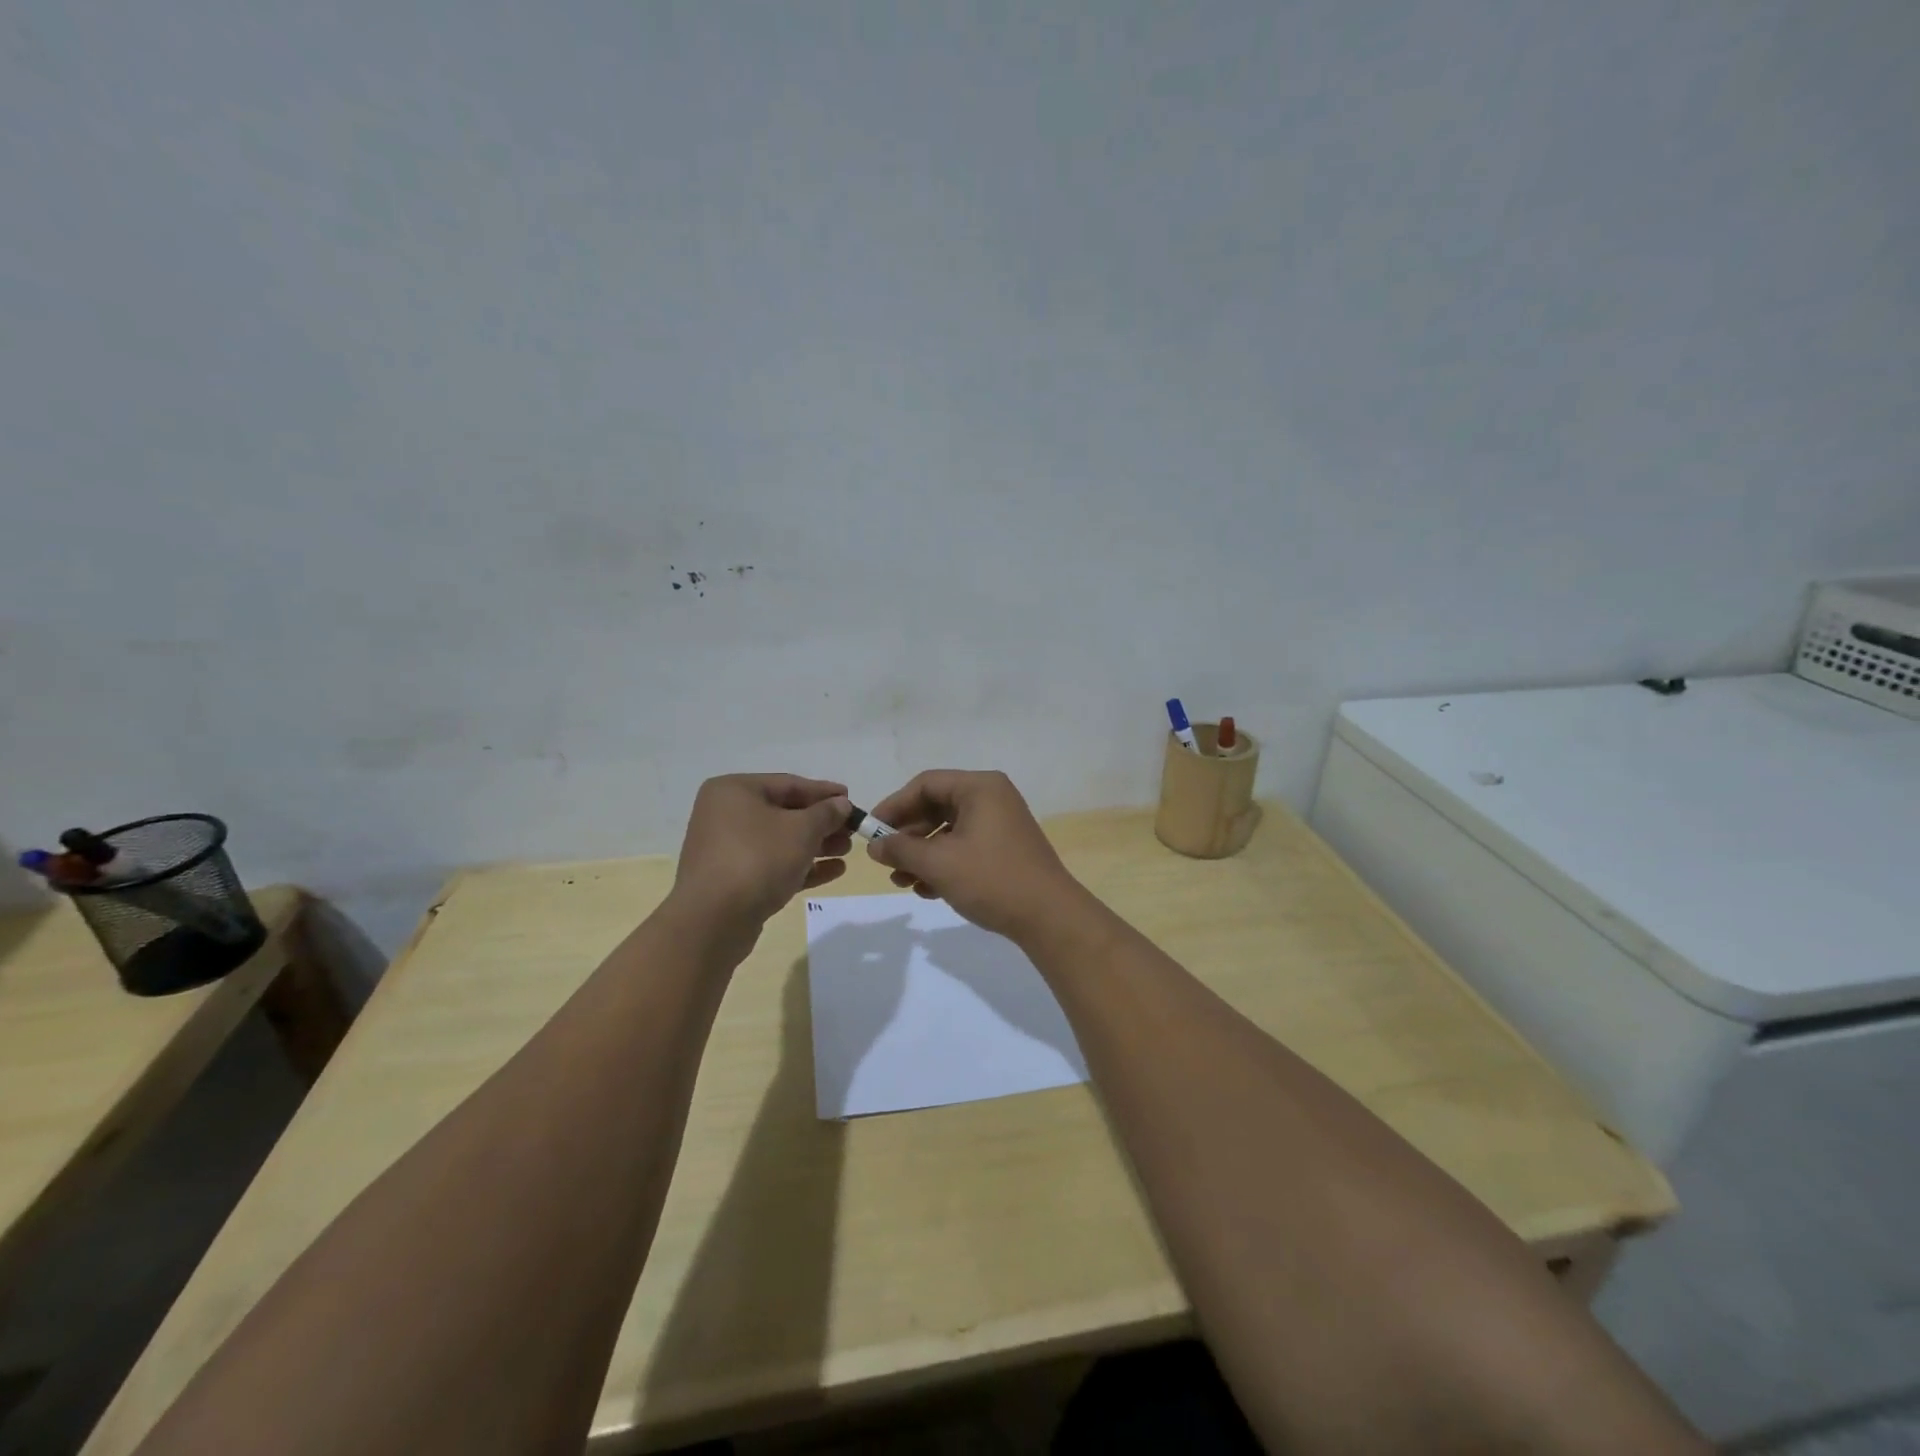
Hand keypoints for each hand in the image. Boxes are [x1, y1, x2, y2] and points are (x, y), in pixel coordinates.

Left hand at [668, 774, 852, 930]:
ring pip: (780, 841)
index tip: (852, 799)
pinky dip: (801, 866)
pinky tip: (834, 871)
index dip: (823, 792)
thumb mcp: (801, 830)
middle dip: (822, 823)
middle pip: (784, 813)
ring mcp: (726, 850)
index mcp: (734, 791)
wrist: (713, 920)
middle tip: (852, 831)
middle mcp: (725, 815)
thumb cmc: (758, 859)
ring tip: (846, 851)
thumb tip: (841, 804)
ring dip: (816, 845)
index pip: (788, 784)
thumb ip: (826, 813)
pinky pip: (772, 865)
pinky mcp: (732, 880)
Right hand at [864, 770, 1089, 940]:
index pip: (925, 784)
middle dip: (908, 836)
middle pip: (936, 806)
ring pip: (949, 830)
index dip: (894, 806)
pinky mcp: (1005, 848)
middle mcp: (992, 798)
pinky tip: (928, 890)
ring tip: (903, 882)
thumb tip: (873, 846)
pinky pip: (965, 846)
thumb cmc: (991, 879)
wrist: (1049, 917)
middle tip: (886, 861)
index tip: (872, 832)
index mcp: (980, 787)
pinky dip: (944, 863)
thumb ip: (901, 850)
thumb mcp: (938, 864)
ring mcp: (1001, 824)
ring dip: (922, 854)